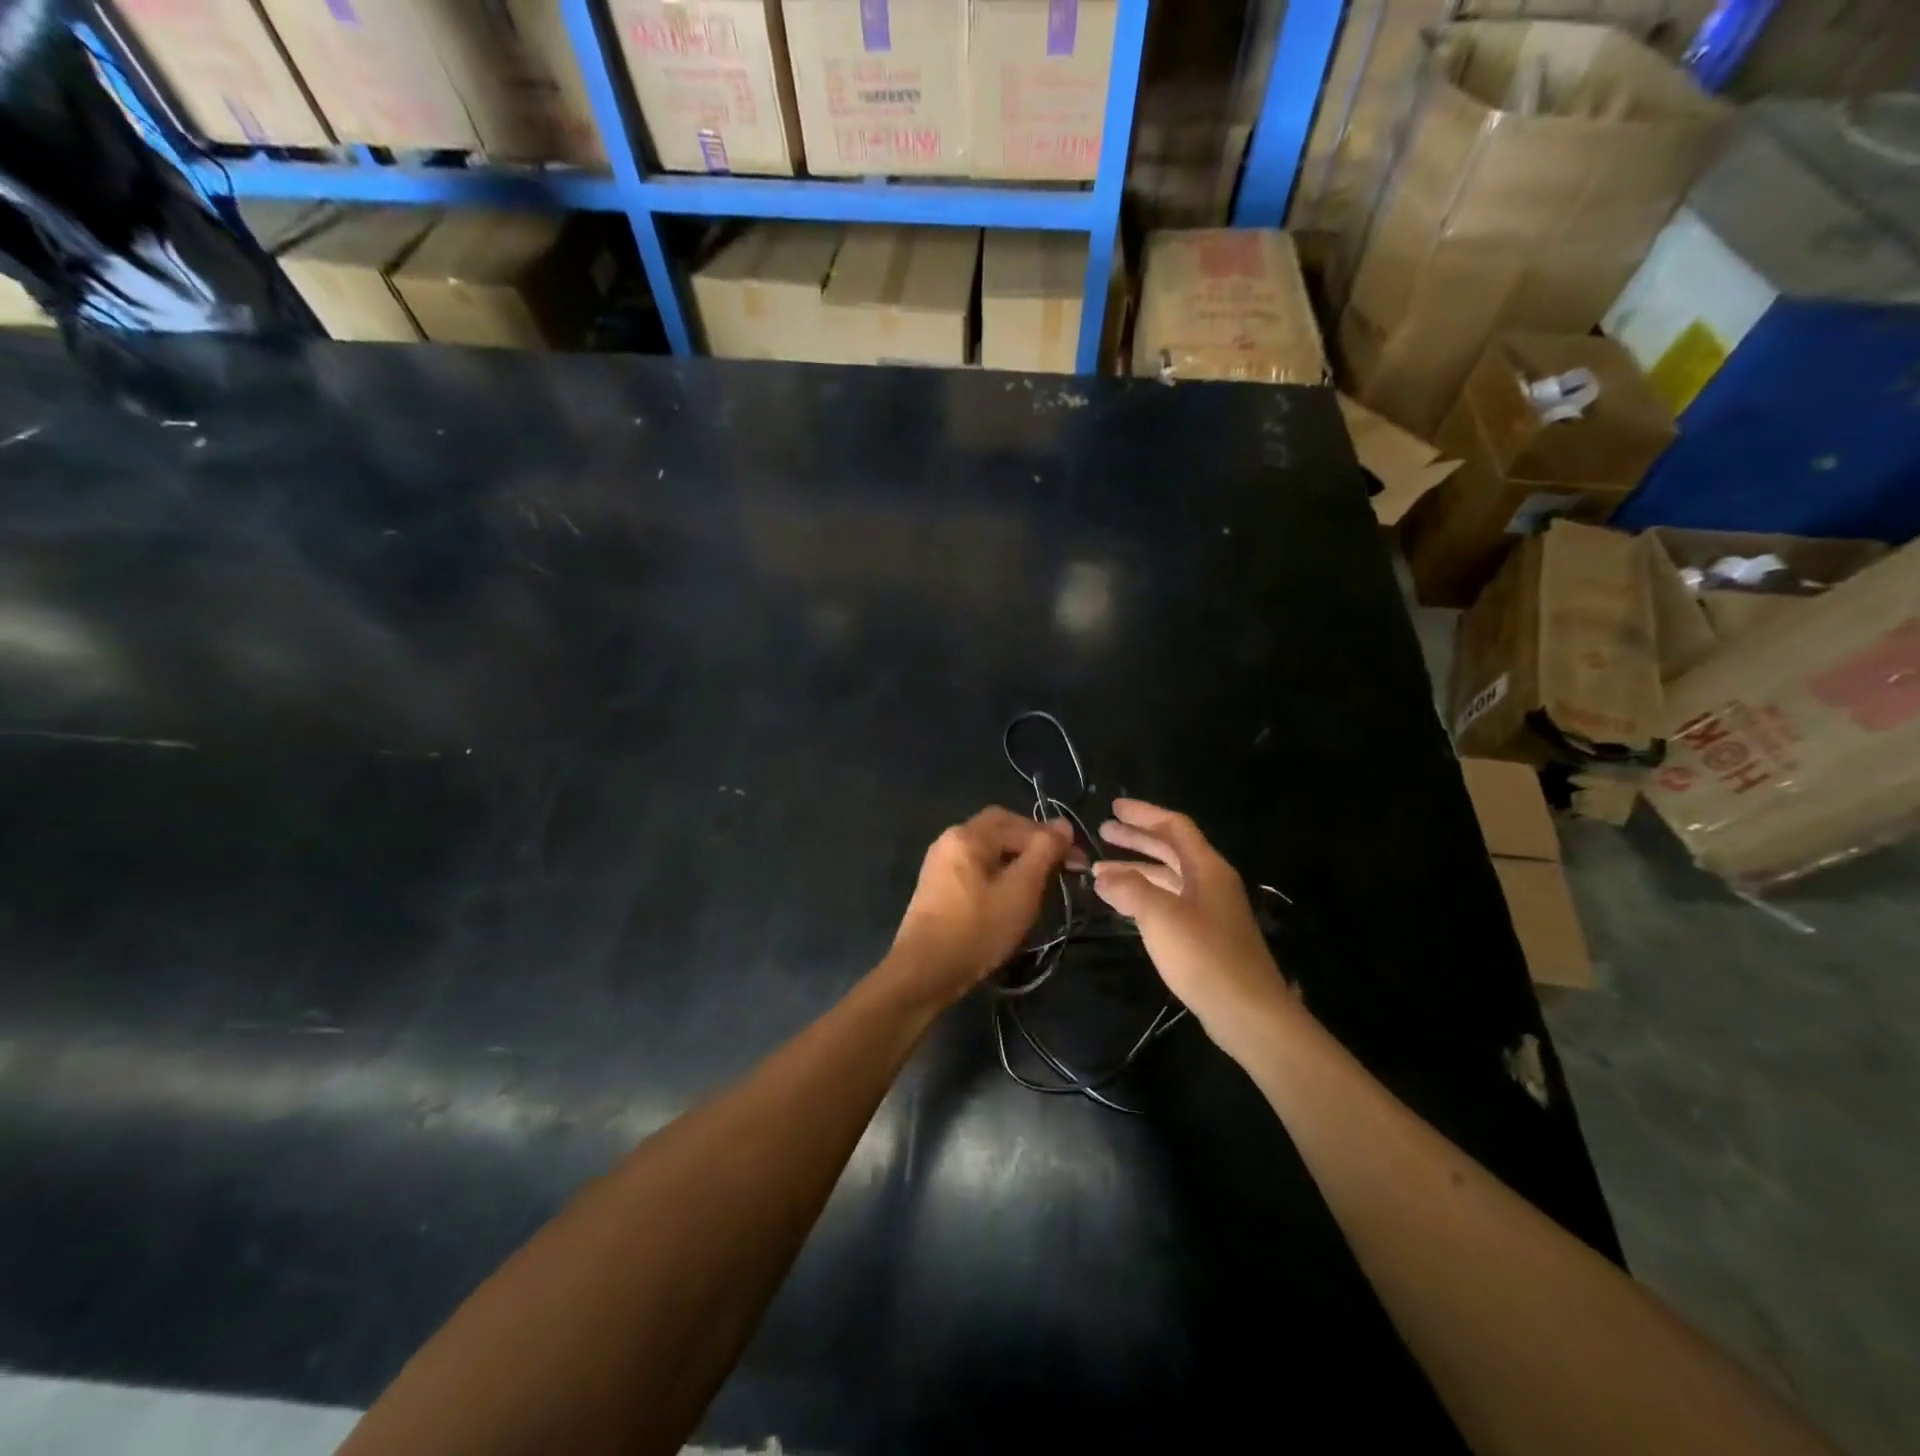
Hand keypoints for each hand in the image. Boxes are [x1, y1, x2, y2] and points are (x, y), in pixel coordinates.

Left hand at [887, 808, 1075, 1007]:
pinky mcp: (938, 887)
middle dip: (1033, 845)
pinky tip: (1010, 896)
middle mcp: (950, 840)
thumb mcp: (1021, 889)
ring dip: (1017, 860)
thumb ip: (1044, 852)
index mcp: (968, 835)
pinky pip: (975, 868)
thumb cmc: (977, 928)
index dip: (1052, 839)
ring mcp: (940, 863)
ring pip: (988, 850)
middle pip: (1000, 830)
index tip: (1078, 863)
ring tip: (1040, 884)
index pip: (1019, 822)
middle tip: (1059, 868)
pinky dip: (998, 874)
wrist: (924, 972)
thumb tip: (1063, 824)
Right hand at [1090, 799, 1294, 1055]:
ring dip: (1136, 870)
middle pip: (1171, 849)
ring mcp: (1211, 910)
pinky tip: (1124, 904)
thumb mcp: (1160, 916)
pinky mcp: (1206, 936)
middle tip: (1103, 832)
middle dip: (1136, 838)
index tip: (1114, 808)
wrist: (1248, 1012)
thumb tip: (1103, 876)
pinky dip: (1145, 895)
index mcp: (1207, 867)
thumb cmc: (1204, 955)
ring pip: (1169, 877)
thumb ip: (1129, 889)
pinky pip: (1170, 901)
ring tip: (1100, 873)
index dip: (1143, 813)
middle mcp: (1211, 882)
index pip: (1174, 826)